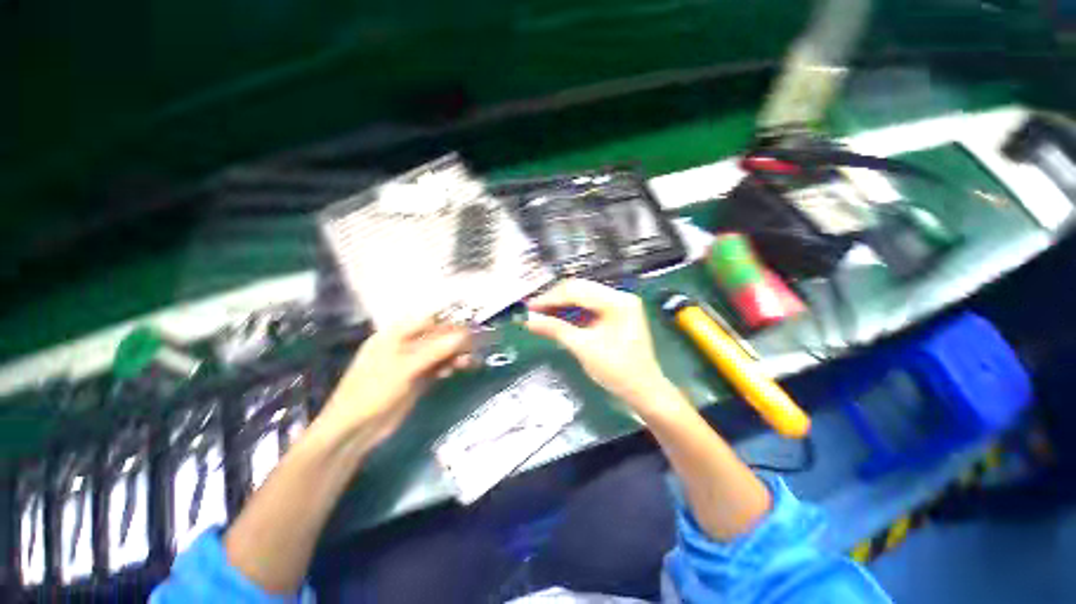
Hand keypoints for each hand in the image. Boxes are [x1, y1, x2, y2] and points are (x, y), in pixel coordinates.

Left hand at [313, 317, 472, 447]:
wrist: (355, 430)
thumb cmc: (374, 391)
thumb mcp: (406, 368)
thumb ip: (436, 350)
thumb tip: (466, 335)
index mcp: (395, 335)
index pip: (428, 321)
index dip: (450, 323)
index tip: (471, 328)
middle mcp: (404, 345)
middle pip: (436, 336)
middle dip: (456, 340)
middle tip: (476, 345)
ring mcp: (411, 363)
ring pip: (439, 352)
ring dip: (455, 354)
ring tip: (470, 361)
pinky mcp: (417, 378)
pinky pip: (438, 366)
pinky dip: (450, 366)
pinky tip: (460, 368)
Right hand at [526, 279, 672, 411]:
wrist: (642, 390)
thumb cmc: (617, 371)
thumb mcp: (583, 348)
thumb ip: (555, 329)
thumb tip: (529, 320)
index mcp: (617, 301)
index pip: (576, 291)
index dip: (550, 298)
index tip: (529, 308)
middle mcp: (619, 296)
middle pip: (579, 289)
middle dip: (554, 300)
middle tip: (533, 312)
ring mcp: (619, 304)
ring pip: (582, 297)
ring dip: (561, 305)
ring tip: (541, 315)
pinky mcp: (615, 313)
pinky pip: (588, 307)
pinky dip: (572, 312)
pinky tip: (557, 318)